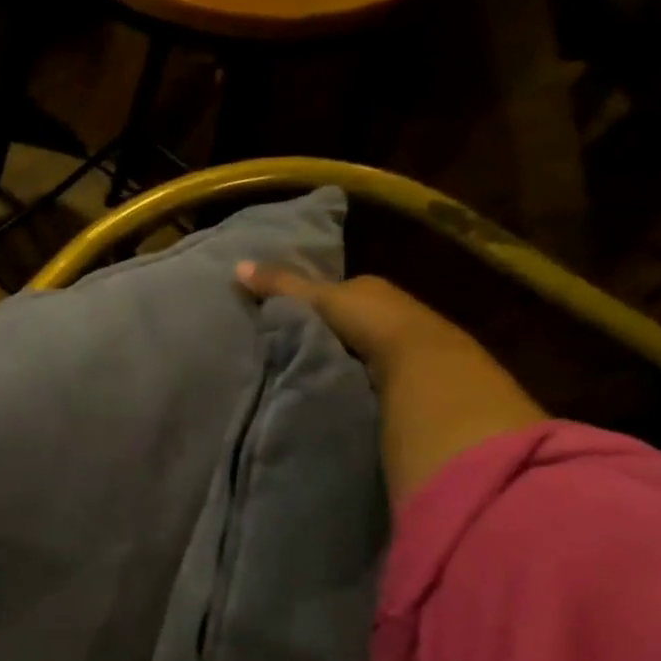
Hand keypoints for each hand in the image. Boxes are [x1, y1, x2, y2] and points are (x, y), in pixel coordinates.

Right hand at [236, 264, 544, 507]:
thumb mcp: (319, 300)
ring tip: (303, 378)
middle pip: (347, 324)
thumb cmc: (371, 323)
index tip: (280, 321)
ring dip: (339, 363)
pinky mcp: (409, 382)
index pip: (335, 294)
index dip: (309, 305)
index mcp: (372, 291)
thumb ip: (281, 286)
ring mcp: (403, 351)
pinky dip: (353, 384)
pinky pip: (370, 378)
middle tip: (285, 352)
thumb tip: (236, 266)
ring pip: (359, 352)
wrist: (423, 367)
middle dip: (323, 335)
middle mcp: (391, 315)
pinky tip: (334, 395)